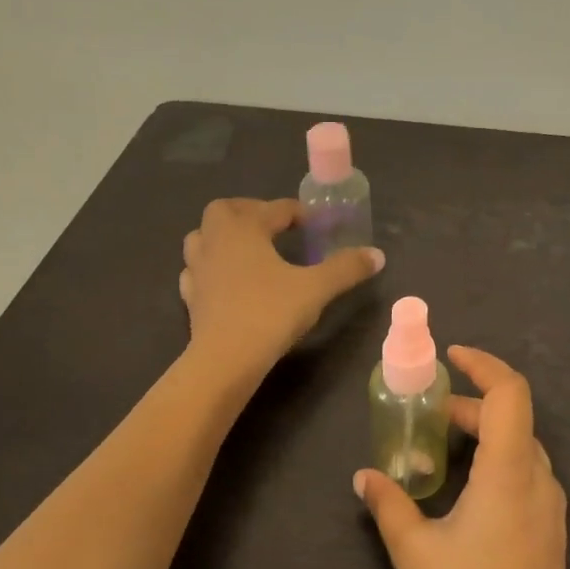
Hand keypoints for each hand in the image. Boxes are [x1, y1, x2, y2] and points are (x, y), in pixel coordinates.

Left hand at [179, 198, 383, 378]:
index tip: (319, 224)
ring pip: (203, 238)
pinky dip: (212, 268)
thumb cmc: (270, 313)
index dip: (300, 213)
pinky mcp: (191, 297)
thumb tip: (378, 255)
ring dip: (224, 236)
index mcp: (243, 228)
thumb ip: (346, 268)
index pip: (275, 209)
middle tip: (275, 226)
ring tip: (250, 250)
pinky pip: (197, 271)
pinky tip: (228, 281)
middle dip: (250, 212)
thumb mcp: (316, 289)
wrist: (225, 359)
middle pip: (224, 211)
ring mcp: (198, 269)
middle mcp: (215, 241)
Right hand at [355, 346, 569, 568]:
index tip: (451, 357)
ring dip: (483, 434)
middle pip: (512, 418)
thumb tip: (364, 476)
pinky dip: (495, 462)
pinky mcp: (549, 533)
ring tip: (439, 449)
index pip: (510, 393)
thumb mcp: (415, 554)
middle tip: (427, 416)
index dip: (483, 365)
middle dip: (471, 405)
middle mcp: (537, 481)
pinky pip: (524, 475)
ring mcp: (549, 509)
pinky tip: (463, 489)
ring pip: (520, 447)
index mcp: (509, 473)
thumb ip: (389, 505)